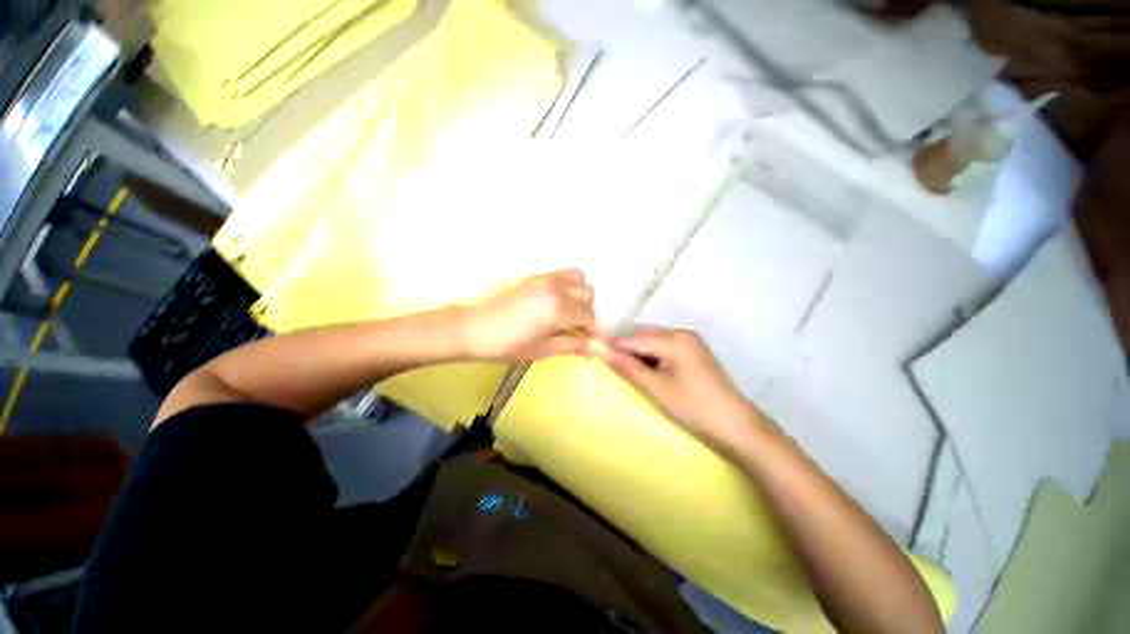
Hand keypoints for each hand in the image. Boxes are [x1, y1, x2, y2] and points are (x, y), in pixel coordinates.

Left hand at [462, 269, 597, 361]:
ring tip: (569, 313)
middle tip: (576, 329)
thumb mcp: (542, 350)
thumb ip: (570, 346)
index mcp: (558, 309)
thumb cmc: (508, 345)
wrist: (475, 329)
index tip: (591, 342)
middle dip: (587, 313)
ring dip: (580, 296)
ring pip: (580, 280)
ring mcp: (546, 279)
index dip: (593, 331)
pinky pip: (564, 274)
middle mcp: (556, 288)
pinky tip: (558, 302)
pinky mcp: (537, 276)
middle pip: (588, 295)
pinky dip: (569, 285)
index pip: (589, 317)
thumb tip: (590, 349)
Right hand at [597, 326, 767, 450]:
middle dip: (626, 349)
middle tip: (612, 368)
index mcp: (674, 339)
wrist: (737, 426)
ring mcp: (690, 341)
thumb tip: (600, 350)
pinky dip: (652, 357)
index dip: (613, 346)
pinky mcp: (694, 352)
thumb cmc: (693, 407)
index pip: (633, 338)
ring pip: (653, 341)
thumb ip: (627, 367)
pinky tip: (649, 372)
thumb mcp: (656, 388)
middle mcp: (682, 333)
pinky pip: (665, 348)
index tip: (594, 354)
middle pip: (643, 336)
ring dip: (639, 353)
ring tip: (629, 372)